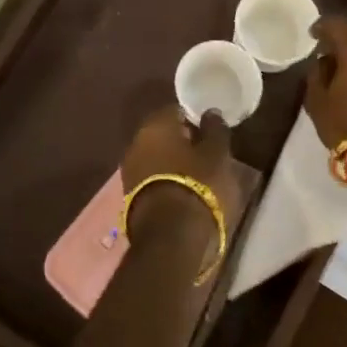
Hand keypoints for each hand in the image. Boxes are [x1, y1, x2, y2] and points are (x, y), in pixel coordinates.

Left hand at [120, 108, 242, 240]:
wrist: (170, 235)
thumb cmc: (197, 184)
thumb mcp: (217, 154)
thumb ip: (215, 129)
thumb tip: (210, 112)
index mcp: (155, 124)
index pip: (175, 110)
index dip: (193, 118)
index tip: (209, 130)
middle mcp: (136, 142)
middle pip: (161, 134)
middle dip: (180, 141)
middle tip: (204, 152)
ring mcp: (129, 170)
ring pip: (154, 157)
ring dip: (171, 162)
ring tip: (195, 175)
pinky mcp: (129, 195)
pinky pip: (151, 178)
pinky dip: (164, 180)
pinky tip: (182, 191)